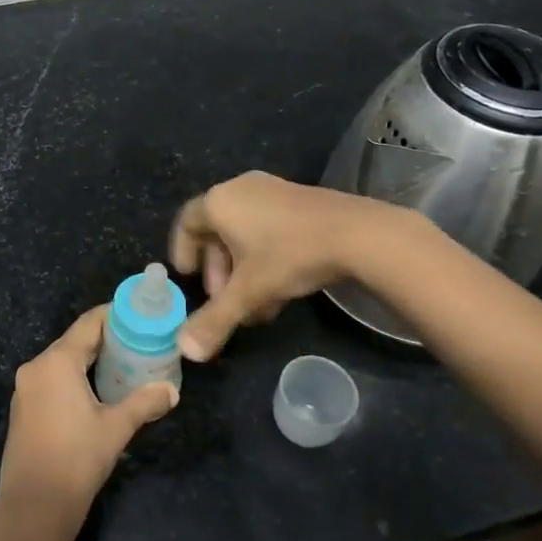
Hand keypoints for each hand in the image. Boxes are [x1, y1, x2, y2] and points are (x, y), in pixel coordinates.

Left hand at [0, 306, 178, 524]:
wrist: (35, 506)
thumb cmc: (77, 459)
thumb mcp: (116, 428)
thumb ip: (145, 402)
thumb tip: (171, 390)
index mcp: (56, 361)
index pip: (88, 324)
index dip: (114, 316)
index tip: (139, 316)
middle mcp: (36, 366)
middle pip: (75, 341)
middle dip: (106, 340)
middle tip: (138, 342)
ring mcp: (25, 388)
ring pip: (62, 361)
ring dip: (90, 361)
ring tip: (123, 365)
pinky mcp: (23, 408)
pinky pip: (52, 380)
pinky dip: (74, 378)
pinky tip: (97, 391)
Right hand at [169, 171, 384, 360]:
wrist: (358, 234)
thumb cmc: (290, 255)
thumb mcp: (249, 292)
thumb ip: (215, 320)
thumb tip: (185, 351)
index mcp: (219, 202)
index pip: (187, 222)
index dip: (182, 252)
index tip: (189, 279)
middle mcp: (241, 189)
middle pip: (217, 232)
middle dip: (219, 272)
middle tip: (226, 302)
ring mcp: (272, 191)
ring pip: (245, 234)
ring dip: (244, 272)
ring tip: (257, 306)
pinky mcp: (299, 199)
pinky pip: (268, 228)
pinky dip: (265, 258)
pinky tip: (282, 289)